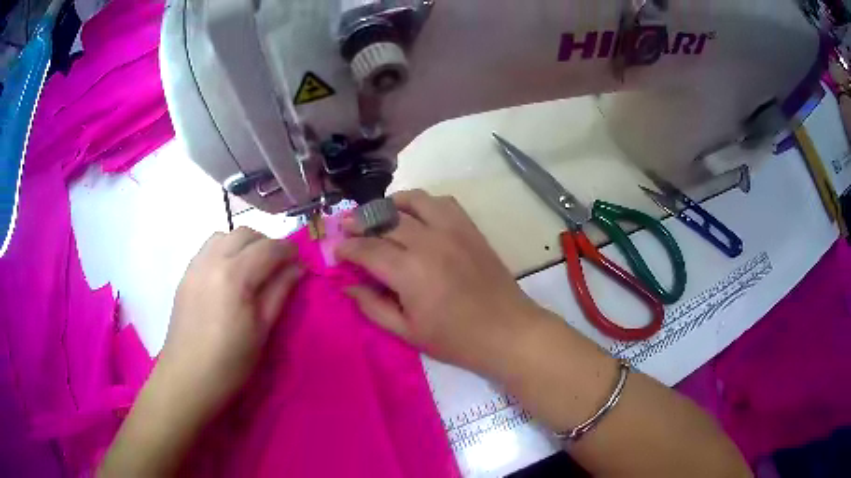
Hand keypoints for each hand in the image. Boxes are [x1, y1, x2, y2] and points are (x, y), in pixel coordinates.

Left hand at [158, 227, 303, 421]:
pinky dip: (224, 251)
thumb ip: (280, 292)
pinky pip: (208, 249)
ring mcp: (195, 265)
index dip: (288, 250)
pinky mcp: (185, 275)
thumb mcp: (262, 330)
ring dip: (243, 244)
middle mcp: (212, 260)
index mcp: (234, 275)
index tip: (300, 261)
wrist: (188, 377)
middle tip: (277, 266)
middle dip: (266, 243)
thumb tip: (298, 267)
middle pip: (244, 233)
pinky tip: (228, 276)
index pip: (268, 248)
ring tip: (252, 269)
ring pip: (223, 236)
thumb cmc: (231, 362)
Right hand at [336, 190, 546, 376]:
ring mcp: (453, 230)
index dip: (347, 248)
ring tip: (379, 215)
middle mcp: (429, 241)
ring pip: (414, 200)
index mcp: (410, 271)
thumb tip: (347, 286)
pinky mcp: (470, 228)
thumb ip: (373, 307)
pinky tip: (416, 215)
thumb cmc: (456, 340)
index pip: (367, 249)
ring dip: (391, 204)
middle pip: (385, 219)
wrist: (508, 331)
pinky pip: (443, 202)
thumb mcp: (408, 332)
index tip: (336, 250)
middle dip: (360, 221)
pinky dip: (423, 202)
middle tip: (347, 228)